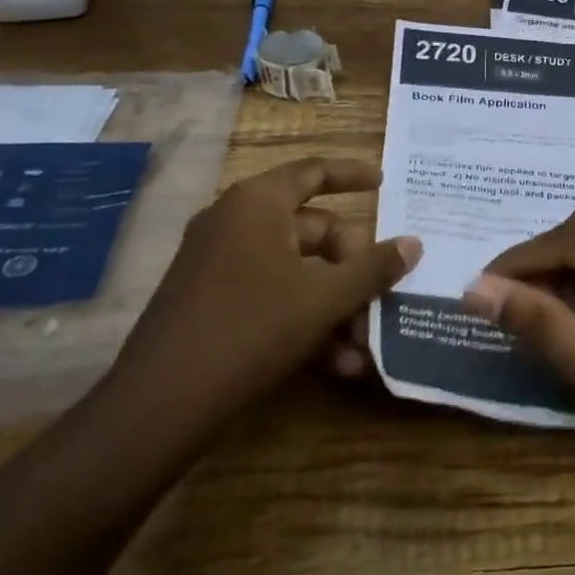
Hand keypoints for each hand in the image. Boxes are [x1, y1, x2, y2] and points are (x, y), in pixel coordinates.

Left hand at [111, 158, 419, 423]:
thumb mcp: (325, 298)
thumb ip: (374, 268)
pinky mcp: (210, 302)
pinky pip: (271, 297)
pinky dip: (305, 321)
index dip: (353, 174)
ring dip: (335, 305)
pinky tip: (338, 365)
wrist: (161, 403)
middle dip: (353, 268)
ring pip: (296, 272)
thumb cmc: (252, 328)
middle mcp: (235, 223)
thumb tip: (414, 243)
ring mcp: (218, 263)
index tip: (385, 182)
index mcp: (258, 204)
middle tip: (382, 295)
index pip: (313, 171)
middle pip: (313, 230)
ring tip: (365, 345)